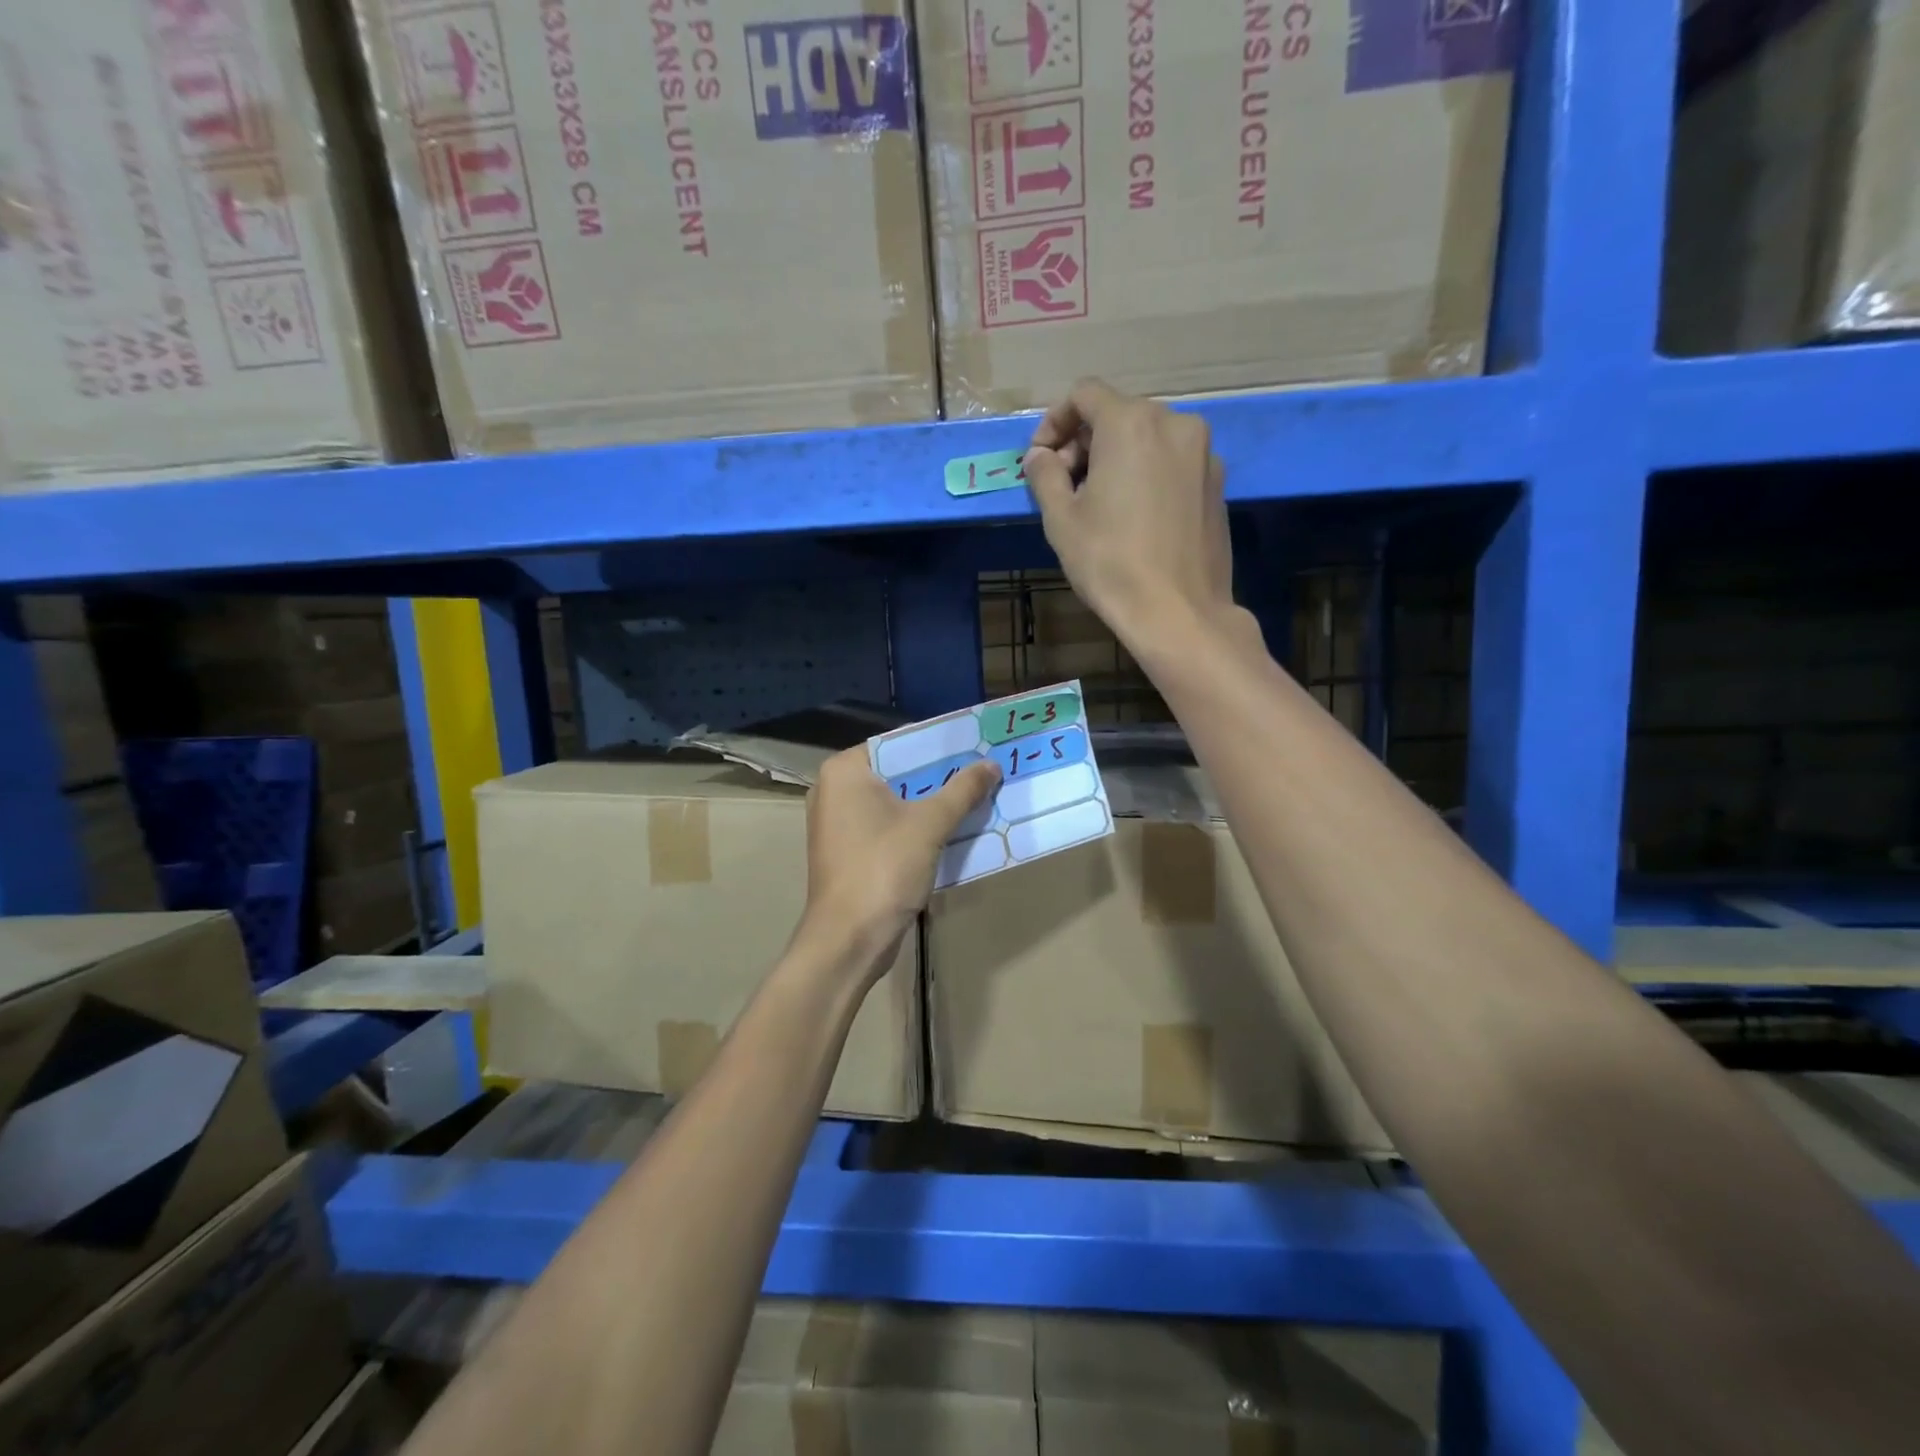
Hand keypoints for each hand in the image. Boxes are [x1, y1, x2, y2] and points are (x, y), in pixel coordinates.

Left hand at [796, 746, 1000, 980]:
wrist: (848, 940)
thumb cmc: (883, 868)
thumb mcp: (930, 825)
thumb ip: (962, 790)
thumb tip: (991, 764)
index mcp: (844, 771)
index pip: (897, 743)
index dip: (937, 745)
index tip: (973, 745)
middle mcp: (834, 790)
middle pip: (897, 772)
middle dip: (939, 776)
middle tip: (982, 770)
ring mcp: (838, 824)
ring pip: (895, 802)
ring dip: (932, 803)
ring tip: (976, 796)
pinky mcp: (848, 852)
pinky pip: (888, 826)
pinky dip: (916, 827)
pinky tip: (953, 829)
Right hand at [1023, 379, 1239, 652]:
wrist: (1178, 612)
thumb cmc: (1110, 562)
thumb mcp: (1061, 519)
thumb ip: (1045, 475)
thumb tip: (1040, 456)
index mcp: (1131, 423)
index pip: (1084, 394)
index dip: (1055, 421)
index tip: (1041, 459)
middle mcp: (1175, 424)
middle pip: (1118, 414)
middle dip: (1085, 442)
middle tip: (1065, 486)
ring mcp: (1204, 453)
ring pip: (1148, 437)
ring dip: (1116, 458)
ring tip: (1099, 504)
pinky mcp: (1217, 483)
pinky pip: (1172, 462)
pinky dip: (1147, 473)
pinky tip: (1135, 517)